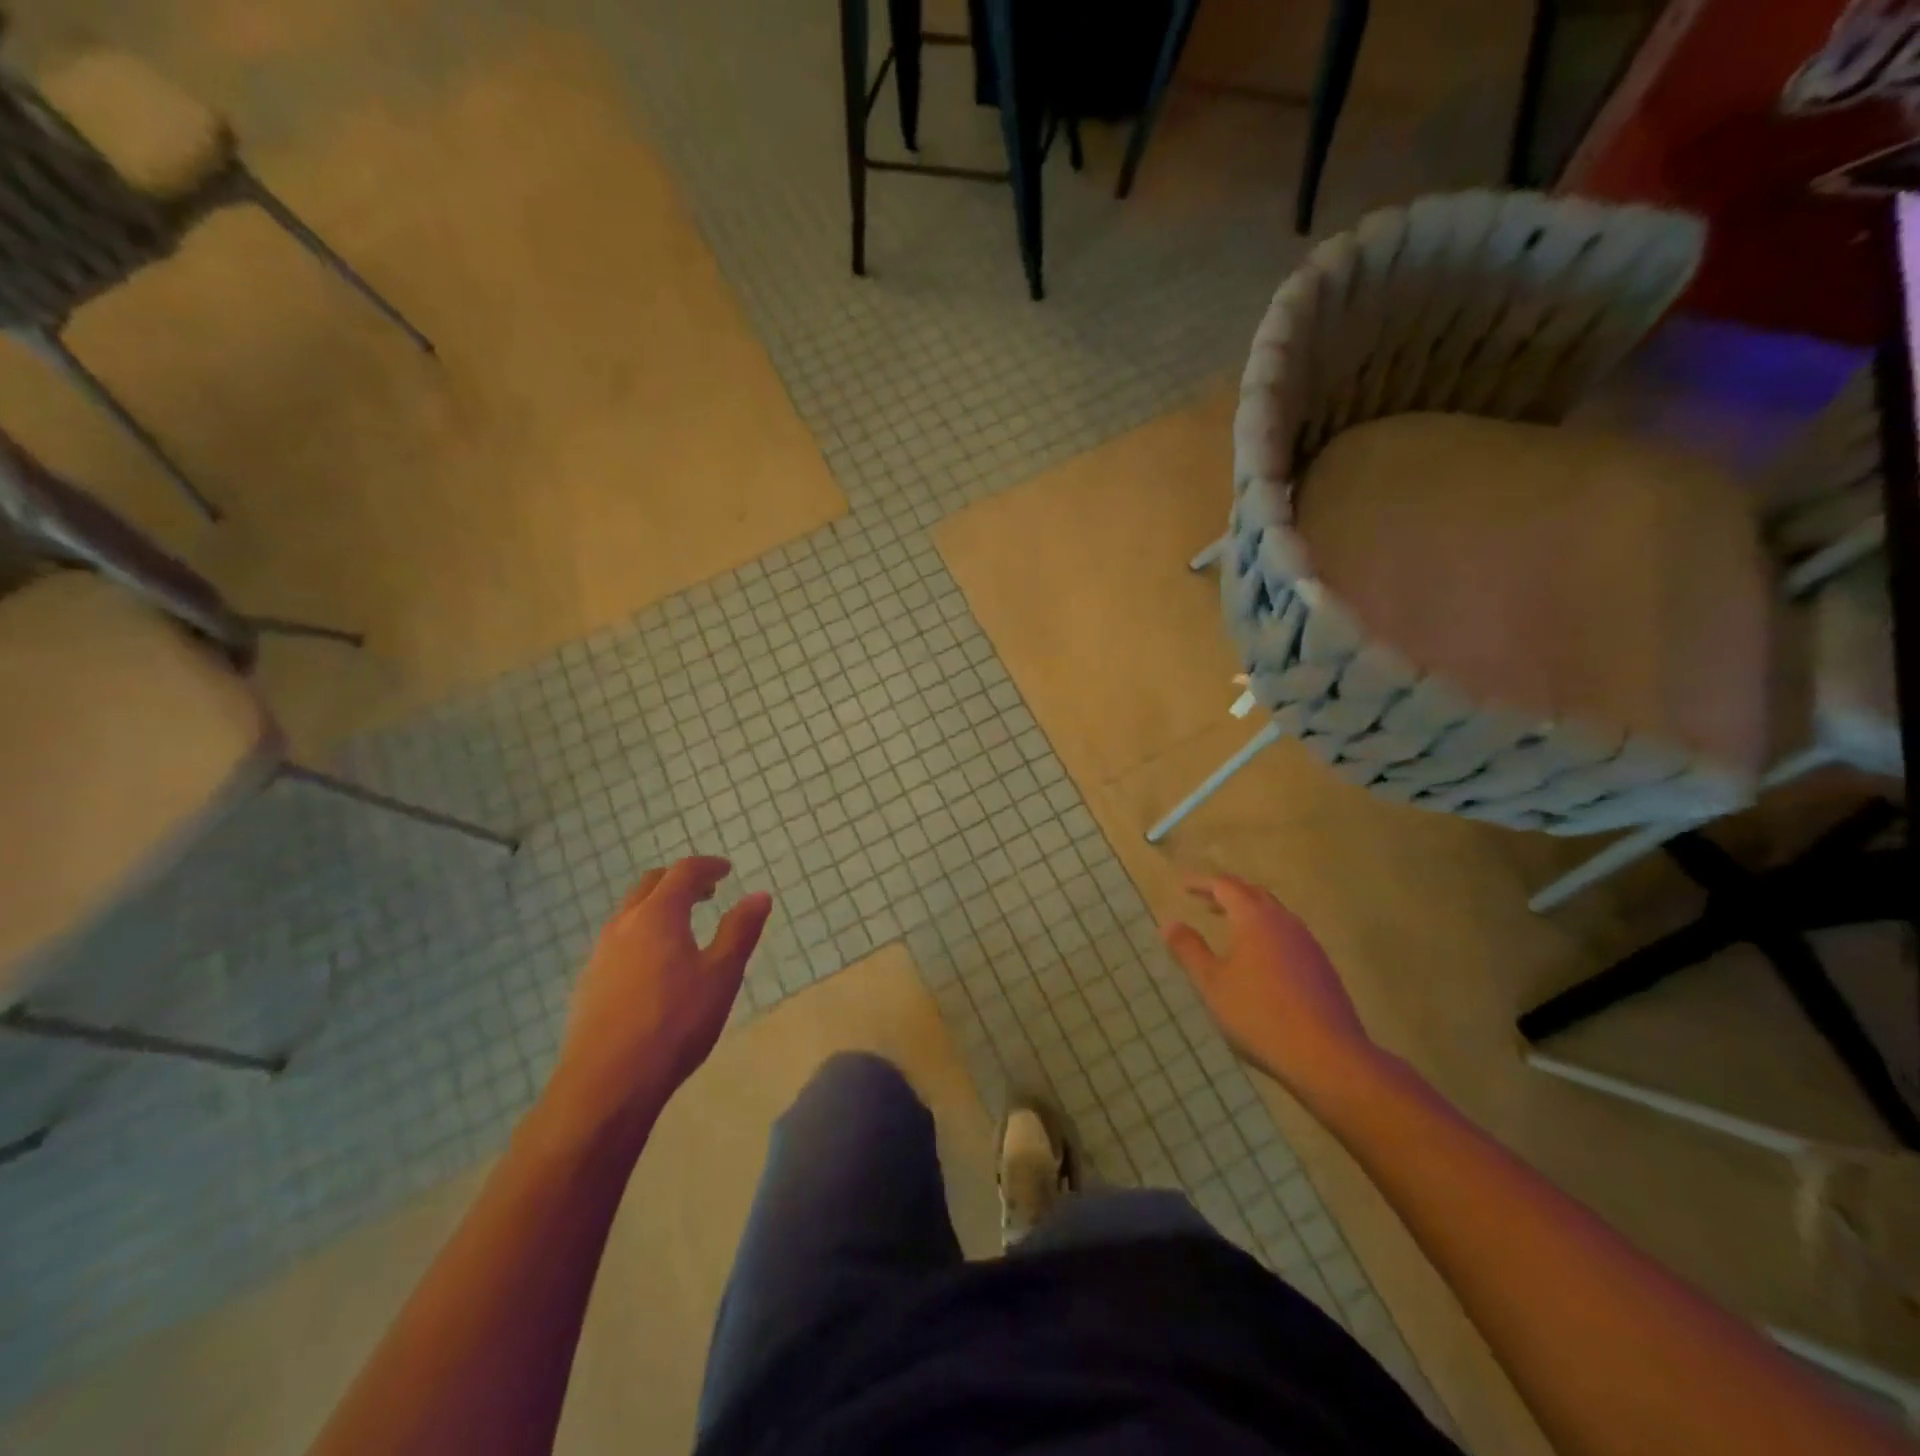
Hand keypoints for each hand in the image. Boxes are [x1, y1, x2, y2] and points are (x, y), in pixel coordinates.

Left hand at [549, 857, 771, 1132]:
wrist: (607, 1083)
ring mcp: (600, 954)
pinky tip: (654, 965)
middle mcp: (624, 925)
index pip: (683, 872)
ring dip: (657, 907)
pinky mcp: (588, 983)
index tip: (726, 871)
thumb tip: (759, 895)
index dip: (707, 866)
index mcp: (658, 915)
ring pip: (630, 913)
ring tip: (682, 927)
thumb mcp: (721, 975)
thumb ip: (740, 931)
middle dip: (680, 881)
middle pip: (651, 885)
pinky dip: (641, 935)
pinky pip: (618, 941)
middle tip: (706, 892)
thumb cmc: (674, 1022)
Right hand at [1161, 873, 1380, 1099]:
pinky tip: (1259, 959)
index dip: (1202, 883)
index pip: (1226, 886)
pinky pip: (1288, 935)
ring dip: (1249, 913)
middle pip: (1254, 894)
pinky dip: (1266, 933)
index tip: (1183, 887)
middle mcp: (1285, 922)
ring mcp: (1308, 944)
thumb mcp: (1212, 984)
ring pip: (1275, 915)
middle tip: (1205, 902)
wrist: (1328, 1057)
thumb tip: (1169, 924)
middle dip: (1227, 893)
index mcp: (1256, 919)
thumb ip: (1189, 950)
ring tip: (1229, 927)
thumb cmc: (1260, 1015)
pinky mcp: (1322, 967)